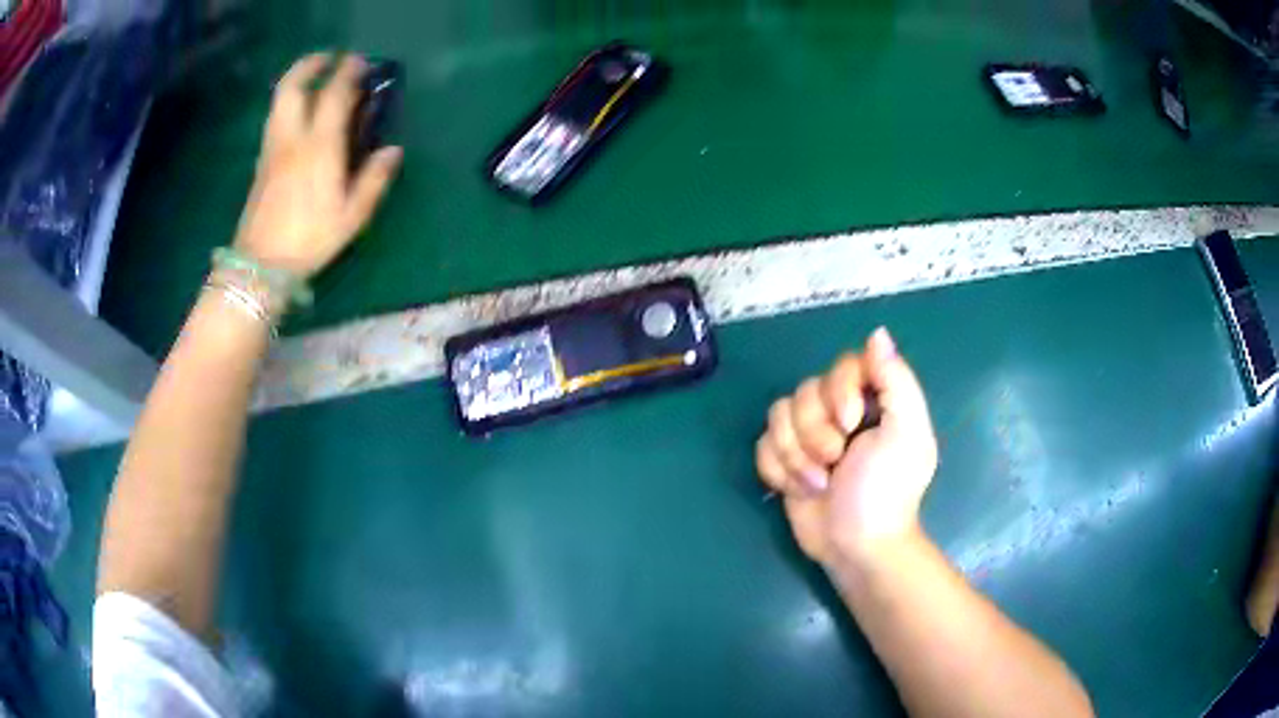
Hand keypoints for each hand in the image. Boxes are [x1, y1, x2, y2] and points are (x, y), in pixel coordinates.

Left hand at [233, 53, 402, 279]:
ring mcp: (273, 148)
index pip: (333, 96)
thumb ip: (373, 180)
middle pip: (293, 86)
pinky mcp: (262, 161)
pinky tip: (300, 112)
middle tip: (329, 59)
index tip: (361, 62)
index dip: (348, 73)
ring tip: (314, 78)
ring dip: (297, 79)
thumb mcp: (351, 217)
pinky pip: (275, 118)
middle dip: (311, 64)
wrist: (260, 265)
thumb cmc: (309, 240)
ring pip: (279, 99)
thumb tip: (393, 151)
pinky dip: (289, 102)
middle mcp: (292, 139)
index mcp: (319, 148)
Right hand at [755, 328, 937, 566]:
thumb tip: (878, 333)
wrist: (856, 547)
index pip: (842, 365)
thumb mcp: (906, 434)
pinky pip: (763, 444)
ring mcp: (809, 436)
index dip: (839, 391)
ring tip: (819, 484)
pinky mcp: (785, 460)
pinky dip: (779, 470)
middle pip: (805, 391)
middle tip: (836, 464)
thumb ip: (896, 381)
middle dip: (816, 433)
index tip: (852, 425)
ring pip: (778, 416)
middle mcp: (839, 411)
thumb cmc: (886, 492)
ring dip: (796, 456)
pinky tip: (799, 490)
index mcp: (873, 400)